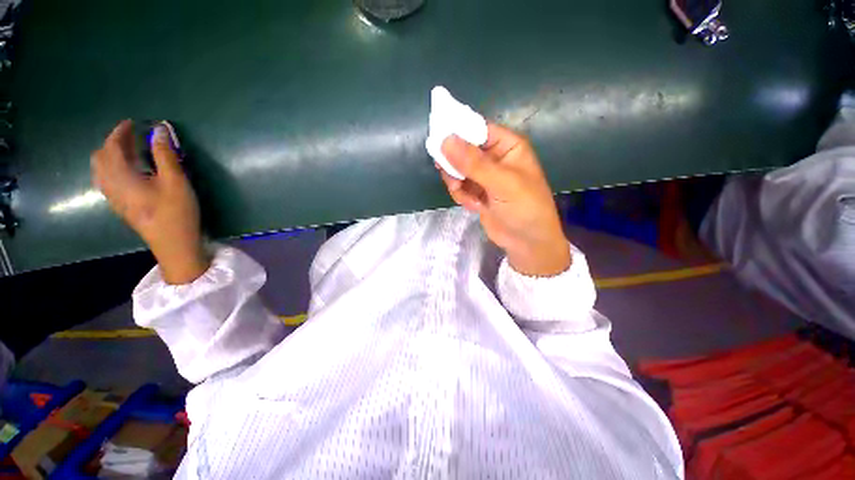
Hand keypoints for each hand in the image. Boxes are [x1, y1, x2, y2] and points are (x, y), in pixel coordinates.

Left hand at [92, 120, 209, 284]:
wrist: (173, 244)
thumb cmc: (176, 212)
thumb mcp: (175, 181)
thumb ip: (165, 154)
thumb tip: (160, 130)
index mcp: (121, 176)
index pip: (112, 147)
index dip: (120, 132)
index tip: (133, 123)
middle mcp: (111, 185)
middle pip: (101, 157)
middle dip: (113, 142)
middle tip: (131, 136)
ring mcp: (114, 197)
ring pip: (101, 170)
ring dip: (111, 155)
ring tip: (128, 151)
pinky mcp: (120, 206)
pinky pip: (106, 180)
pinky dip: (113, 168)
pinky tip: (128, 171)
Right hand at [439, 124, 570, 276]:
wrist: (527, 242)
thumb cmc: (524, 207)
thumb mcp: (501, 183)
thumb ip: (473, 163)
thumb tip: (445, 140)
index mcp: (507, 146)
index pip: (478, 130)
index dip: (458, 133)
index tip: (439, 142)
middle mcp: (494, 158)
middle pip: (463, 150)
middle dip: (456, 166)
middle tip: (454, 179)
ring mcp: (484, 177)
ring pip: (457, 170)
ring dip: (457, 184)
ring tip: (466, 197)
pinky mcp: (477, 193)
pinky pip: (459, 186)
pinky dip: (461, 196)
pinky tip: (473, 206)